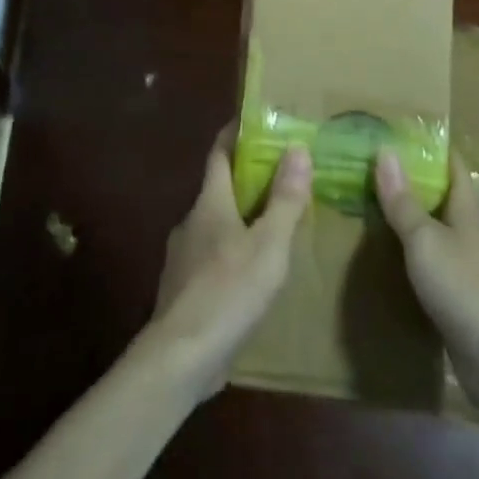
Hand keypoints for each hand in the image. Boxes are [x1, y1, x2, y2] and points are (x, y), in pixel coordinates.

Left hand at [142, 130, 310, 400]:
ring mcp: (182, 257)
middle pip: (219, 189)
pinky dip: (233, 252)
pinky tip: (253, 273)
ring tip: (276, 226)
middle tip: (284, 177)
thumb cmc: (229, 291)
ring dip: (242, 220)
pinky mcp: (183, 289)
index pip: (219, 155)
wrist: (181, 356)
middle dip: (248, 180)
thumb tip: (297, 148)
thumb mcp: (270, 245)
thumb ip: (285, 199)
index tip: (255, 122)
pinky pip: (212, 257)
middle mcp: (191, 222)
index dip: (235, 135)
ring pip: (216, 226)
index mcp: (210, 203)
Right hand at [373, 149, 478, 376]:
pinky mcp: (461, 300)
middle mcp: (471, 234)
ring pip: (437, 233)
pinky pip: (433, 266)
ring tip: (371, 210)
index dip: (433, 147)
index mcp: (467, 211)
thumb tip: (385, 151)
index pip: (454, 166)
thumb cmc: (464, 287)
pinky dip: (411, 257)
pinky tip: (387, 261)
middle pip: (444, 199)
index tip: (401, 131)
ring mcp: (468, 269)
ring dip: (411, 221)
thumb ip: (404, 201)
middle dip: (414, 183)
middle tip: (372, 170)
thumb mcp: (425, 239)